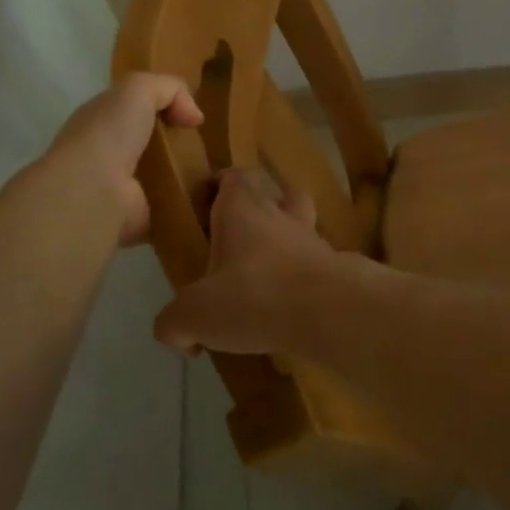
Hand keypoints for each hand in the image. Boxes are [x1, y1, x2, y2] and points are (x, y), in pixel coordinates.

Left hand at [48, 73, 203, 245]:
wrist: (93, 192)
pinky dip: (190, 206)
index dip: (165, 109)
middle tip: (212, 147)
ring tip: (220, 174)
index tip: (194, 118)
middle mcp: (110, 153)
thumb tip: (194, 116)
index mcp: (104, 121)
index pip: (135, 110)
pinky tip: (212, 200)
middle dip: (181, 145)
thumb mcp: (138, 89)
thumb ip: (169, 89)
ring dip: (189, 176)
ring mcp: (124, 188)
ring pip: (165, 176)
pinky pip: (172, 207)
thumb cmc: (110, 134)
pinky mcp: (140, 218)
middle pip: (152, 144)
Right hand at [153, 168, 346, 355]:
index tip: (207, 200)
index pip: (233, 176)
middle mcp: (280, 215)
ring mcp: (312, 240)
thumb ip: (174, 322)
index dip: (220, 183)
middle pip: (273, 195)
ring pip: (300, 225)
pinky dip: (302, 278)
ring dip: (285, 241)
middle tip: (235, 243)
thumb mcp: (194, 314)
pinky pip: (315, 264)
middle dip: (256, 211)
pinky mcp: (335, 268)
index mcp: (242, 210)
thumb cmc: (254, 296)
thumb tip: (175, 332)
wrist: (328, 311)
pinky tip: (289, 307)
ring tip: (267, 274)